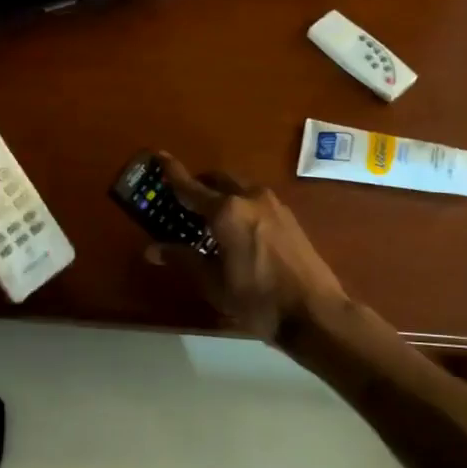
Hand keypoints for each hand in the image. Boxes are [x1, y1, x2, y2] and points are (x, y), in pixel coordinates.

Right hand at [144, 154, 348, 341]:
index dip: (172, 172)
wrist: (314, 312)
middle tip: (183, 201)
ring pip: (239, 188)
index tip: (159, 156)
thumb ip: (183, 259)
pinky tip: (237, 230)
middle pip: (218, 180)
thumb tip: (151, 250)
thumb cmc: (257, 300)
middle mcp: (249, 198)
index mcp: (226, 211)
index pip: (191, 187)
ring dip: (222, 194)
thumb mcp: (214, 283)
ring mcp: (273, 205)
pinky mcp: (289, 217)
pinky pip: (255, 200)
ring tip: (210, 219)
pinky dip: (240, 205)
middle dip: (199, 185)